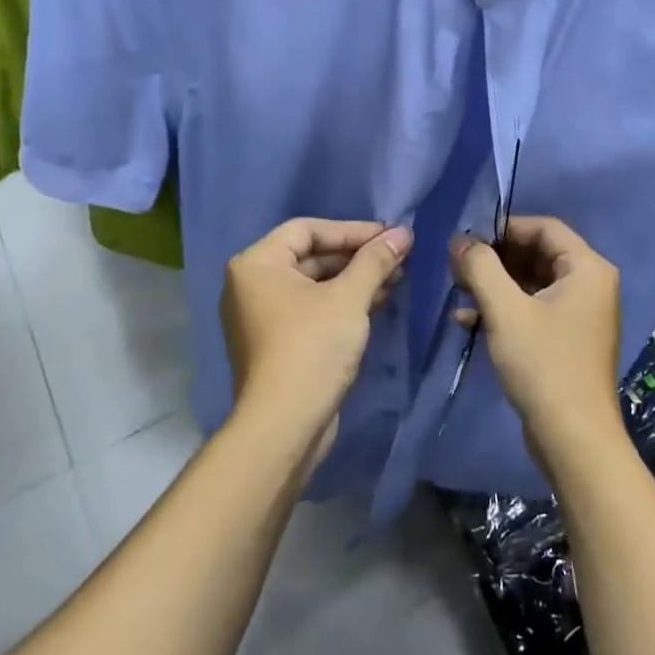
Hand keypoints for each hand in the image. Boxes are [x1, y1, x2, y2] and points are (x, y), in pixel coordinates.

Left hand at [220, 218, 411, 459]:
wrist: (284, 425)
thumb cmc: (312, 347)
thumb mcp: (349, 298)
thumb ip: (375, 260)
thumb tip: (403, 232)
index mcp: (257, 264)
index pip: (307, 229)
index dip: (352, 230)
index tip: (390, 235)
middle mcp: (251, 284)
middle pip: (310, 256)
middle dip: (356, 256)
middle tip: (397, 256)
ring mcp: (261, 316)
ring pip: (314, 284)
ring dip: (354, 279)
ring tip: (396, 277)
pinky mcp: (276, 343)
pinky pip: (311, 309)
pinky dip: (341, 302)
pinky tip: (378, 301)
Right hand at [451, 217, 621, 456]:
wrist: (573, 438)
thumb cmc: (543, 364)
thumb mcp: (505, 310)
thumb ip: (480, 267)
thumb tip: (459, 239)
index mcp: (587, 269)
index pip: (544, 228)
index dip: (503, 227)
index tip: (467, 238)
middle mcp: (590, 284)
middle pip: (537, 253)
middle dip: (495, 258)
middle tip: (457, 265)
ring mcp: (580, 314)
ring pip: (531, 282)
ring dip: (494, 284)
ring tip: (458, 289)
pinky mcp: (567, 339)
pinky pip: (533, 309)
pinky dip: (503, 309)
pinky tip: (468, 320)